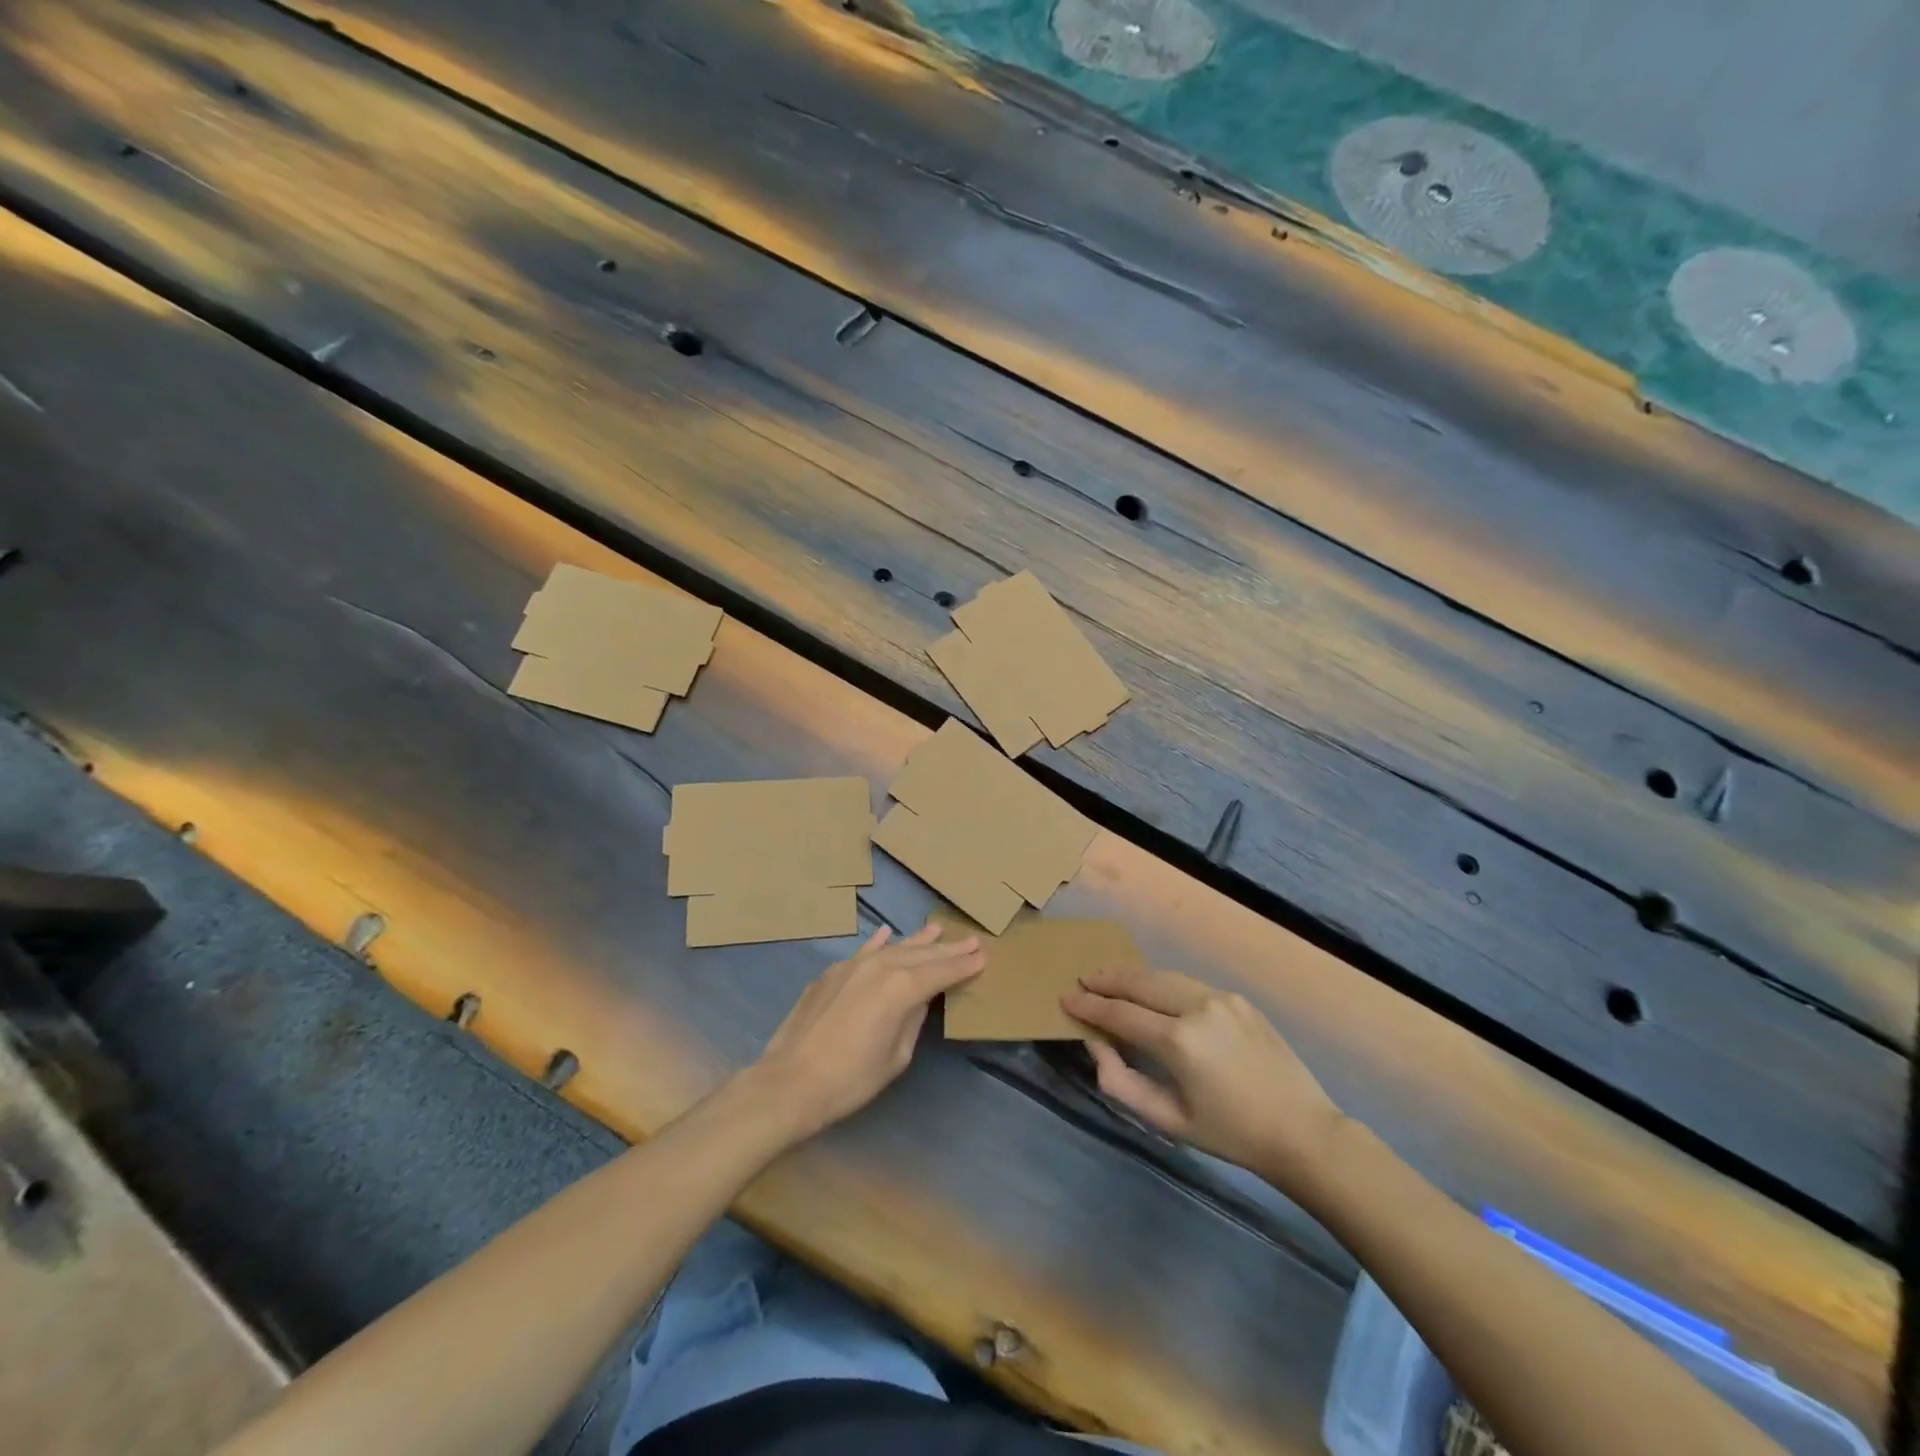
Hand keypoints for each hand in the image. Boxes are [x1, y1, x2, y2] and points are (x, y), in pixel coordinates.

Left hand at [750, 923, 983, 1141]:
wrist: (789, 1082)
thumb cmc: (850, 1080)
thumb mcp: (895, 1057)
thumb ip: (912, 1020)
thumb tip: (918, 1000)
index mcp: (901, 988)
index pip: (941, 972)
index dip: (963, 966)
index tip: (983, 956)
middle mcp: (879, 966)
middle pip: (921, 955)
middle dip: (947, 949)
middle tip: (972, 941)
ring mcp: (852, 965)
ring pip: (893, 948)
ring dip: (917, 941)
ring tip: (938, 930)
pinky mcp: (832, 973)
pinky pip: (864, 951)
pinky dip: (878, 942)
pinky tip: (886, 933)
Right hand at [1062, 965, 1345, 1189]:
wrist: (1303, 1132)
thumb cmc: (1231, 1134)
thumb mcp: (1169, 1120)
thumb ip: (1122, 1081)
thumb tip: (1094, 1043)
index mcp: (1179, 1042)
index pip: (1121, 1013)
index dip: (1089, 1005)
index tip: (1066, 999)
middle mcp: (1198, 1008)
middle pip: (1140, 982)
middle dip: (1107, 978)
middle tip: (1082, 978)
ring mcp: (1221, 998)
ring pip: (1163, 976)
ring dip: (1133, 975)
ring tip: (1109, 976)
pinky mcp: (1238, 998)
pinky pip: (1188, 983)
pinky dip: (1162, 982)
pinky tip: (1151, 989)